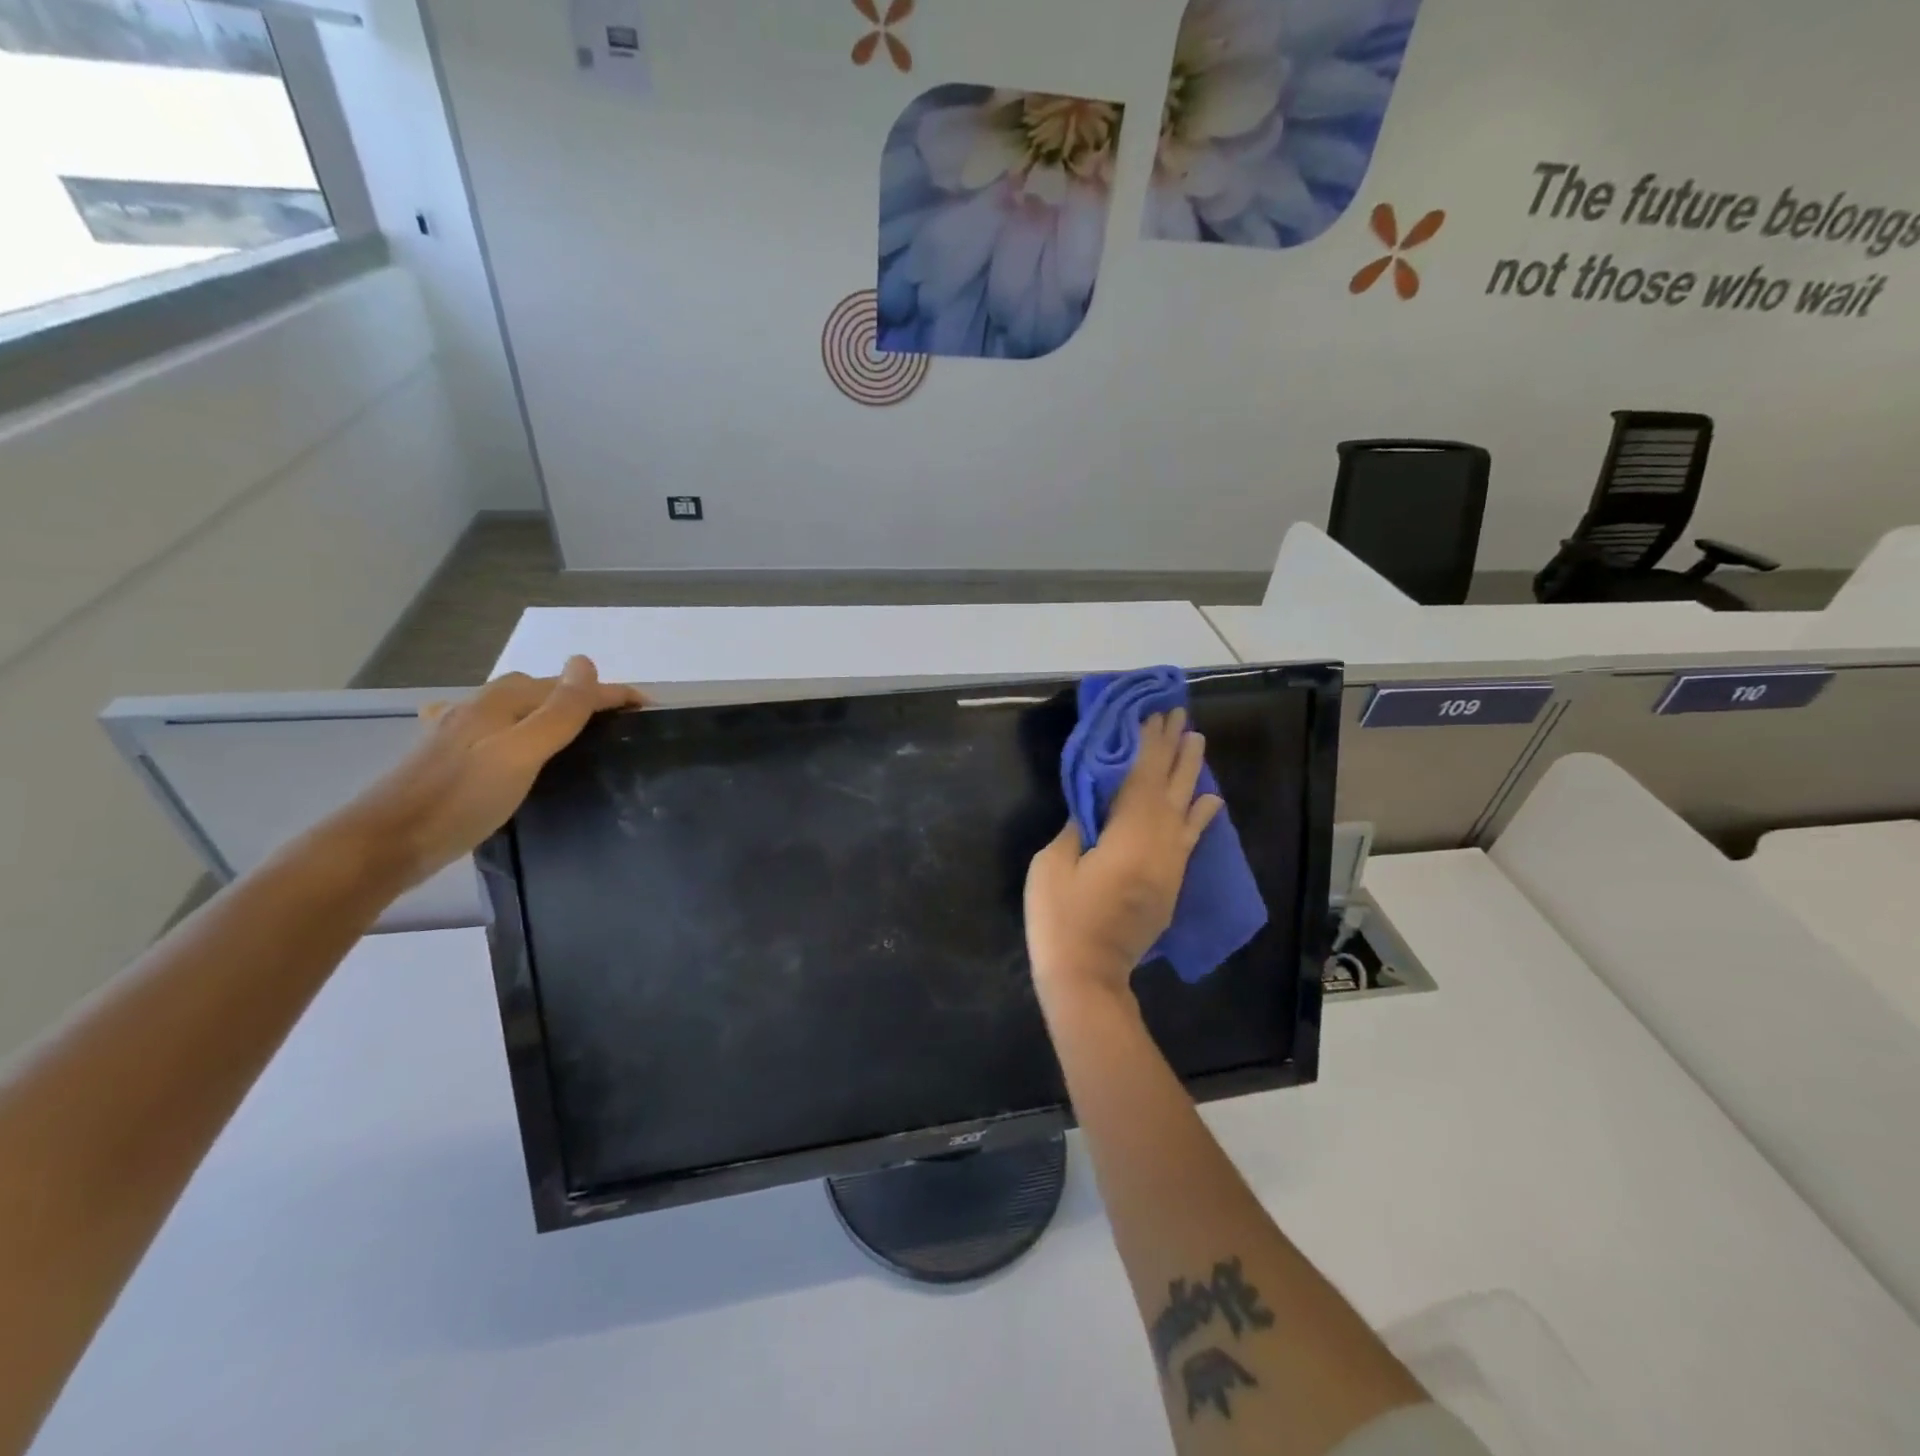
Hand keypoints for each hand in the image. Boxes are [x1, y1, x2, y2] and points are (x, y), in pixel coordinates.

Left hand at [328, 656, 644, 890]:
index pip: (568, 688)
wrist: (383, 843)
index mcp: (501, 702)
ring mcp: (456, 732)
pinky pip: (494, 731)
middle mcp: (478, 708)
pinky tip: (508, 744)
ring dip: (549, 712)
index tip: (647, 706)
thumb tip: (586, 663)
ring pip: (516, 710)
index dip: (609, 692)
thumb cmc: (459, 798)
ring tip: (576, 732)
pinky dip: (516, 730)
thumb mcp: (521, 753)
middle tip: (617, 723)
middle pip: (540, 692)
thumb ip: (558, 711)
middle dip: (581, 698)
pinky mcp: (446, 759)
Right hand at [1024, 709, 1222, 1007]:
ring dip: (1191, 774)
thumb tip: (1095, 806)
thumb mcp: (1053, 864)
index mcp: (1128, 835)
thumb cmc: (1061, 918)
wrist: (1088, 976)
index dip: (1147, 744)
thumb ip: (1078, 827)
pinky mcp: (1171, 884)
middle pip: (1169, 787)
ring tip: (1196, 742)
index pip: (1142, 777)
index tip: (1152, 715)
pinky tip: (1210, 800)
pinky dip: (1201, 816)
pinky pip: (1190, 839)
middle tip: (1180, 716)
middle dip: (1173, 749)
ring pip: (1185, 809)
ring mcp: (1170, 865)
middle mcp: (1159, 844)